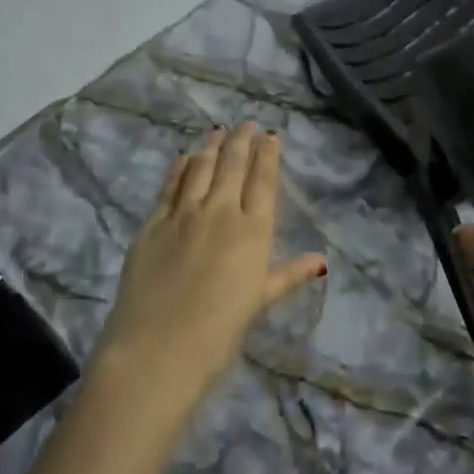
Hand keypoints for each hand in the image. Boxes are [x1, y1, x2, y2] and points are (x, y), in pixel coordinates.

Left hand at [91, 123, 325, 410]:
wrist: (157, 350)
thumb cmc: (218, 332)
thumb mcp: (259, 301)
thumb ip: (288, 274)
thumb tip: (321, 261)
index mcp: (252, 231)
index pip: (262, 180)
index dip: (267, 154)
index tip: (270, 136)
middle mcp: (220, 212)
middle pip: (232, 164)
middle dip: (241, 140)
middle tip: (245, 123)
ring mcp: (183, 214)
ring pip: (200, 167)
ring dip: (211, 145)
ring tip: (218, 131)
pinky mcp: (152, 223)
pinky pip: (170, 185)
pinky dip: (180, 167)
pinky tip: (185, 157)